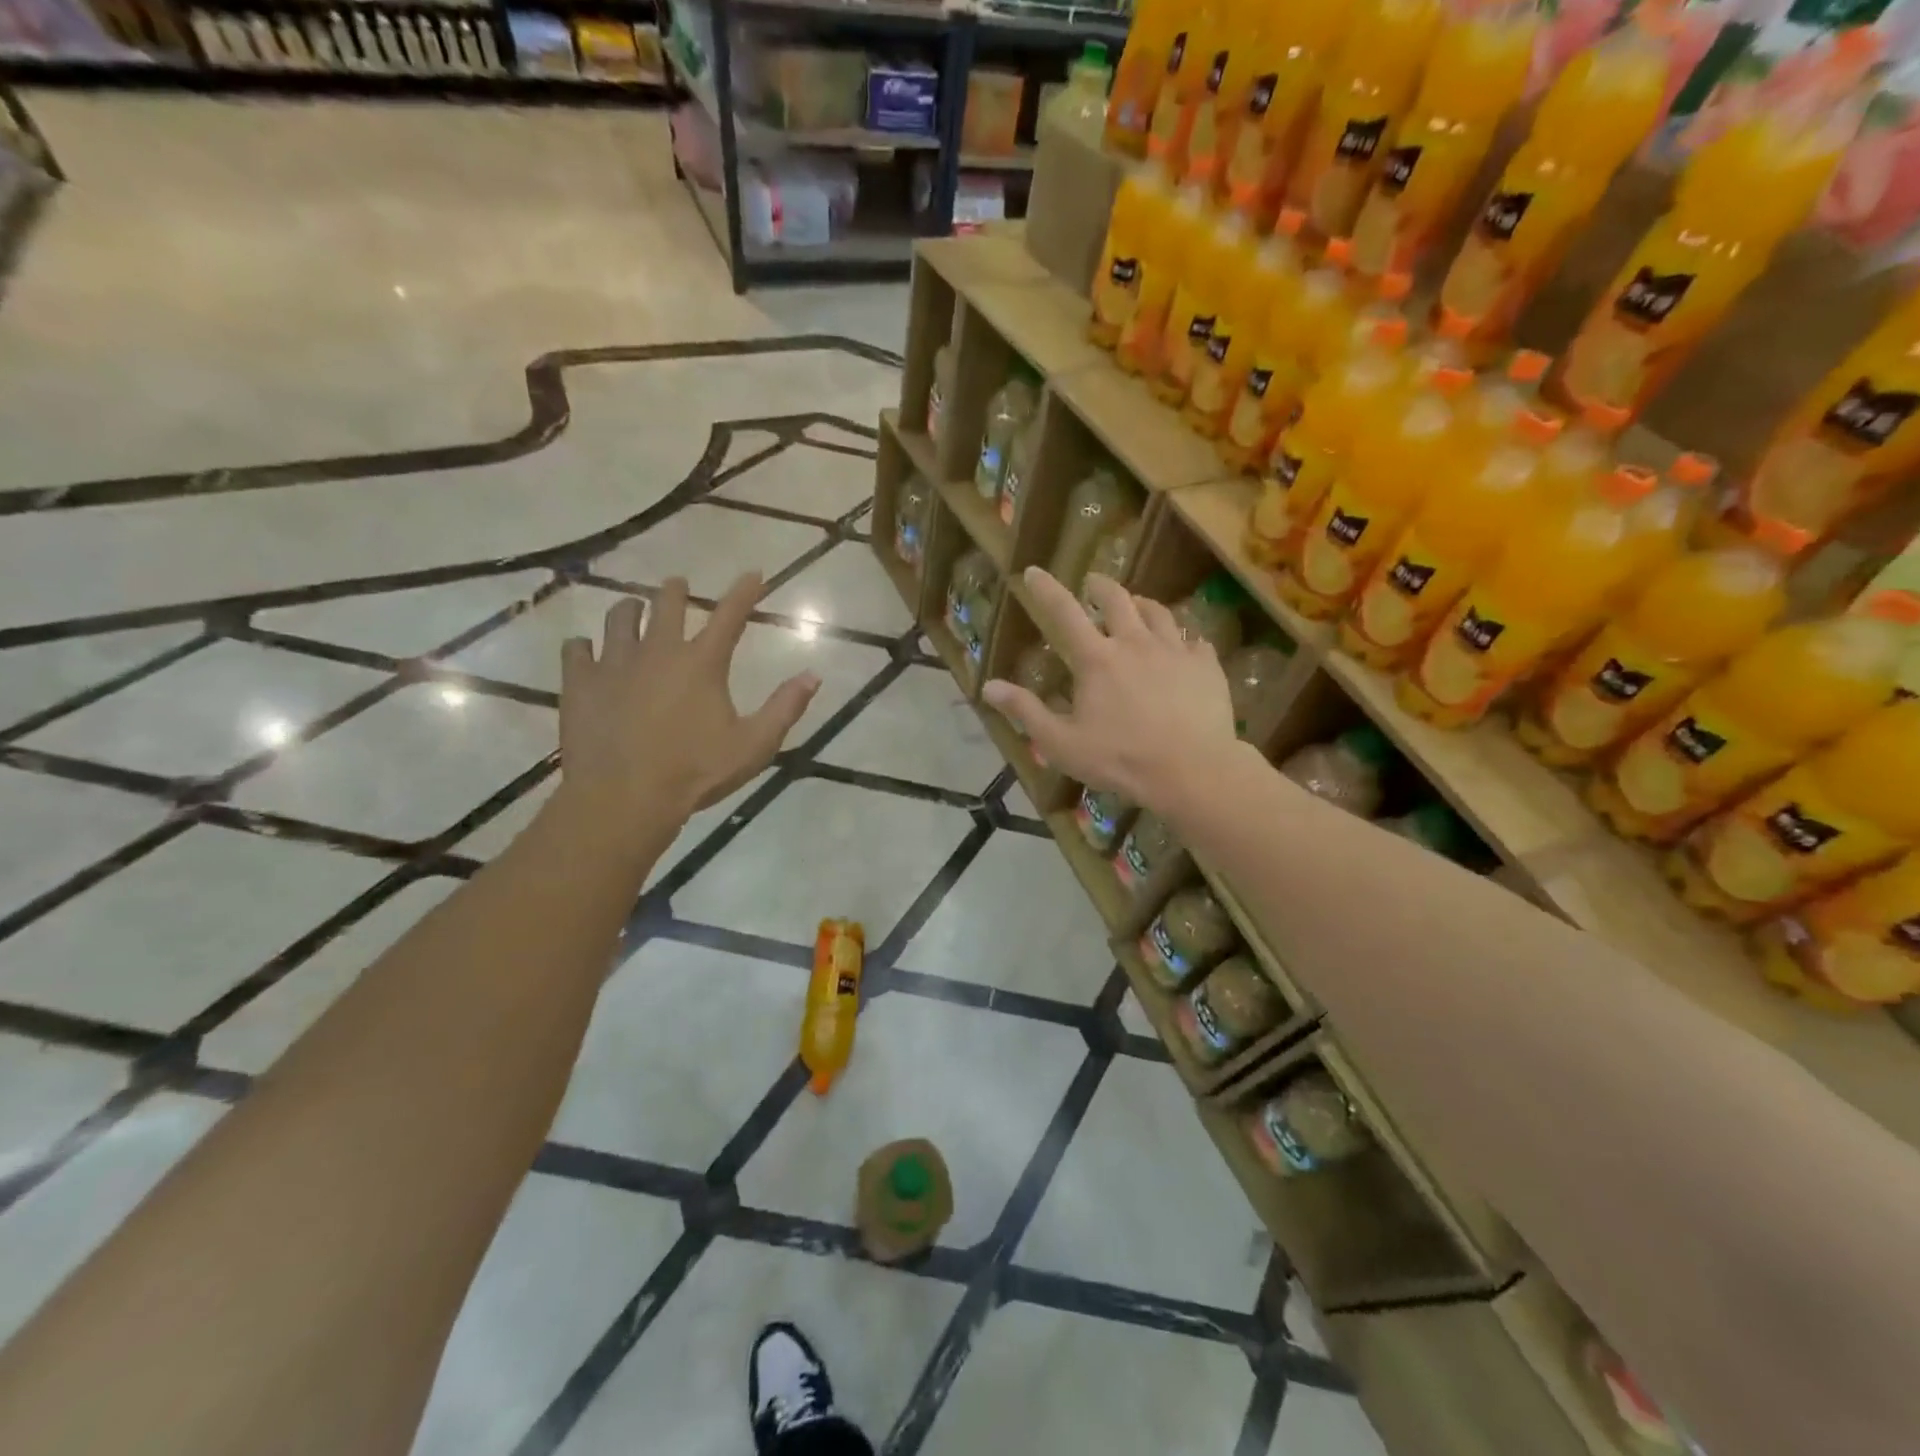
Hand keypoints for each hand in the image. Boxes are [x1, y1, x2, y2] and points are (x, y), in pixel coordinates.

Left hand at [556, 573, 818, 836]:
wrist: (623, 798)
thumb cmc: (696, 772)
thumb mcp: (754, 745)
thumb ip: (785, 708)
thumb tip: (813, 676)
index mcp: (702, 663)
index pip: (729, 615)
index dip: (744, 591)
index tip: (753, 573)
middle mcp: (658, 651)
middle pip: (666, 603)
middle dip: (675, 589)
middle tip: (678, 584)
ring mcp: (614, 664)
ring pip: (619, 618)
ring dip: (630, 610)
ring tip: (632, 610)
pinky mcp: (580, 683)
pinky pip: (577, 649)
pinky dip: (585, 646)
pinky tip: (587, 651)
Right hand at [982, 568, 1236, 813]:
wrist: (1192, 771)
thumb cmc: (1120, 759)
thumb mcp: (1061, 743)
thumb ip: (1025, 711)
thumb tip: (988, 687)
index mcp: (1097, 659)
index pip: (1064, 612)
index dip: (1045, 589)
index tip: (1033, 571)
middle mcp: (1135, 643)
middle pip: (1117, 599)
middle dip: (1101, 586)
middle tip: (1093, 585)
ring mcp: (1175, 651)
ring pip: (1158, 613)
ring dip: (1142, 605)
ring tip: (1138, 608)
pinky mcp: (1206, 666)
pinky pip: (1194, 641)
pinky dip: (1182, 639)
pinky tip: (1183, 648)